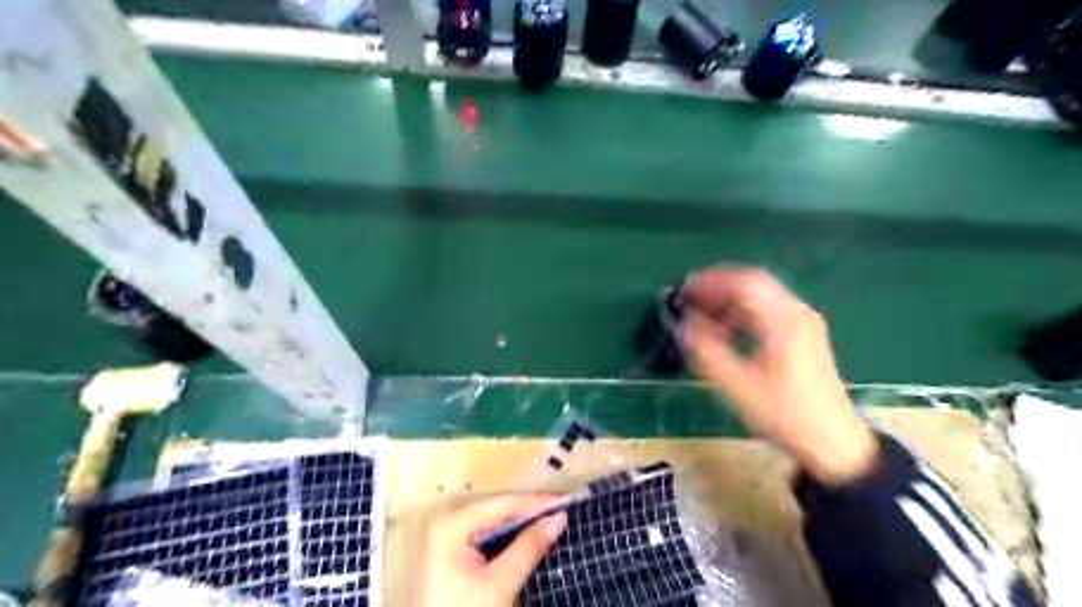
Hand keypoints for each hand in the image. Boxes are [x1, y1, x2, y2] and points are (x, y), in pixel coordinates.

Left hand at [413, 492, 569, 605]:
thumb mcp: (499, 583)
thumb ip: (529, 547)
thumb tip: (558, 518)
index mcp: (453, 522)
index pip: (503, 503)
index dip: (537, 501)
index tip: (567, 501)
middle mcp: (446, 521)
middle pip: (497, 509)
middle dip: (529, 512)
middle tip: (562, 511)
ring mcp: (444, 538)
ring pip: (491, 522)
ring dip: (520, 525)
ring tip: (551, 521)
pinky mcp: (447, 556)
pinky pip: (482, 536)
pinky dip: (505, 539)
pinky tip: (526, 539)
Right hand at [684, 265, 876, 484]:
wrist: (833, 441)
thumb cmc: (785, 414)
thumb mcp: (739, 387)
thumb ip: (708, 352)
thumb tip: (683, 325)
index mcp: (785, 322)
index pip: (745, 284)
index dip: (710, 282)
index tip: (683, 290)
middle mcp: (798, 313)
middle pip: (754, 282)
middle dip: (718, 285)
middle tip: (689, 297)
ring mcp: (804, 322)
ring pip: (762, 294)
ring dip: (730, 297)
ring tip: (702, 312)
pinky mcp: (804, 333)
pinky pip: (769, 308)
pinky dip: (743, 309)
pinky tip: (728, 328)